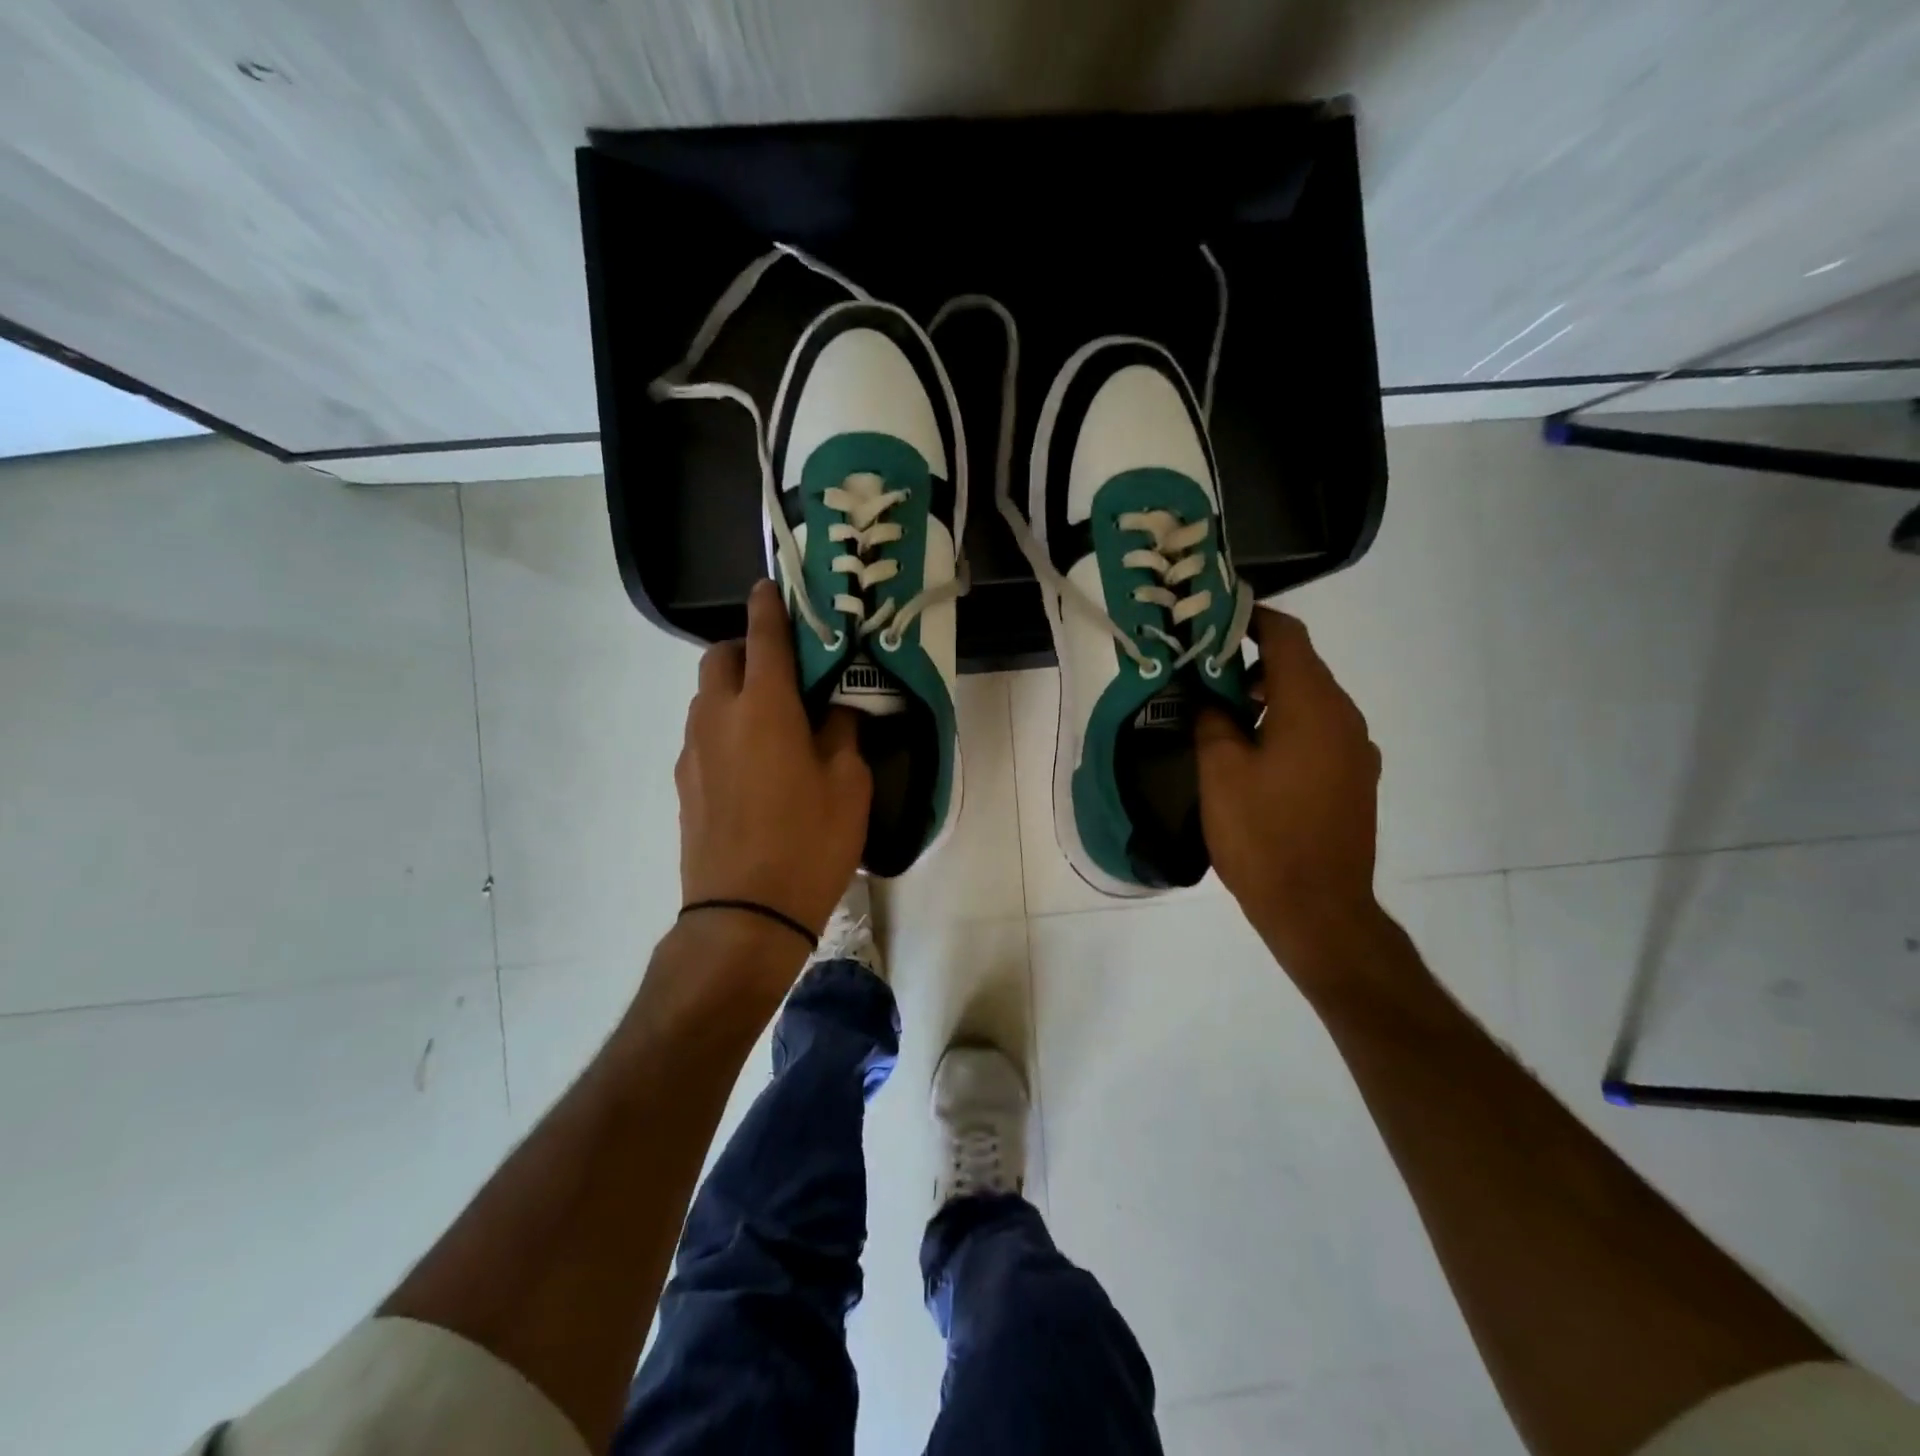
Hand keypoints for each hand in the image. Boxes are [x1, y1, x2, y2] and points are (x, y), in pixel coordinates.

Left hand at [676, 580, 871, 944]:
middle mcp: (719, 717)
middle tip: (783, 670)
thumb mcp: (849, 786)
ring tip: (772, 720)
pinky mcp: (683, 783)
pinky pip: (703, 734)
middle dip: (745, 648)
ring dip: (733, 690)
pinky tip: (753, 763)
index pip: (764, 637)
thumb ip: (842, 733)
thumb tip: (834, 710)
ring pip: (706, 697)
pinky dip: (725, 728)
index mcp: (765, 707)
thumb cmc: (809, 843)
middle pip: (719, 658)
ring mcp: (693, 751)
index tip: (771, 585)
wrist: (744, 915)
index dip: (770, 606)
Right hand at [1196, 608, 1383, 969]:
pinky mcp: (1357, 778)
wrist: (1319, 909)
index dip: (1253, 619)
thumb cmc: (1263, 835)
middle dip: (1254, 661)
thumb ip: (1213, 721)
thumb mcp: (1220, 772)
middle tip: (1207, 674)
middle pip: (1301, 666)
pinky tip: (1257, 754)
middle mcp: (1344, 717)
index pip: (1287, 637)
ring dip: (1272, 695)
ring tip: (1226, 716)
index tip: (1216, 621)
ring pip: (1312, 700)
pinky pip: (1321, 731)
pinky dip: (1289, 724)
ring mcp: (1357, 749)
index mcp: (1312, 706)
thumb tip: (1212, 698)